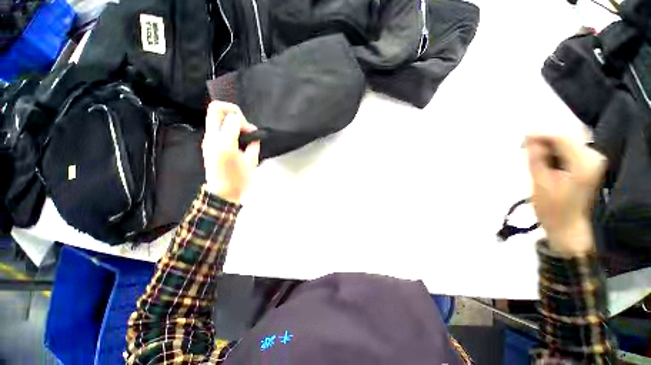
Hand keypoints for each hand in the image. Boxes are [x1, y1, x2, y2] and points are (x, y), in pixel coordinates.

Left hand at [202, 101, 259, 203]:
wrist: (222, 193)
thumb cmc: (240, 180)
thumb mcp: (252, 161)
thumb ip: (254, 144)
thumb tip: (254, 135)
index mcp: (225, 143)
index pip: (233, 118)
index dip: (245, 122)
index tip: (251, 133)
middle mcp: (212, 138)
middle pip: (215, 108)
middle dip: (232, 109)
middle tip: (242, 122)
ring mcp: (207, 140)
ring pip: (214, 116)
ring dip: (229, 118)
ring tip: (241, 132)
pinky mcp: (207, 144)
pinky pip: (215, 126)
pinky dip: (226, 126)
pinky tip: (236, 138)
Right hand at [526, 135, 605, 255]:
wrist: (568, 227)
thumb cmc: (552, 208)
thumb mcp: (540, 182)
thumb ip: (536, 157)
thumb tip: (530, 137)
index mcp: (583, 163)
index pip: (561, 138)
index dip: (541, 135)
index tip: (522, 139)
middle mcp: (593, 158)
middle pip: (566, 139)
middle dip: (545, 141)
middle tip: (525, 149)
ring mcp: (594, 162)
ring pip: (568, 144)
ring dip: (549, 148)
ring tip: (534, 157)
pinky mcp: (590, 166)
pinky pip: (571, 151)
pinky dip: (556, 153)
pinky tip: (546, 162)